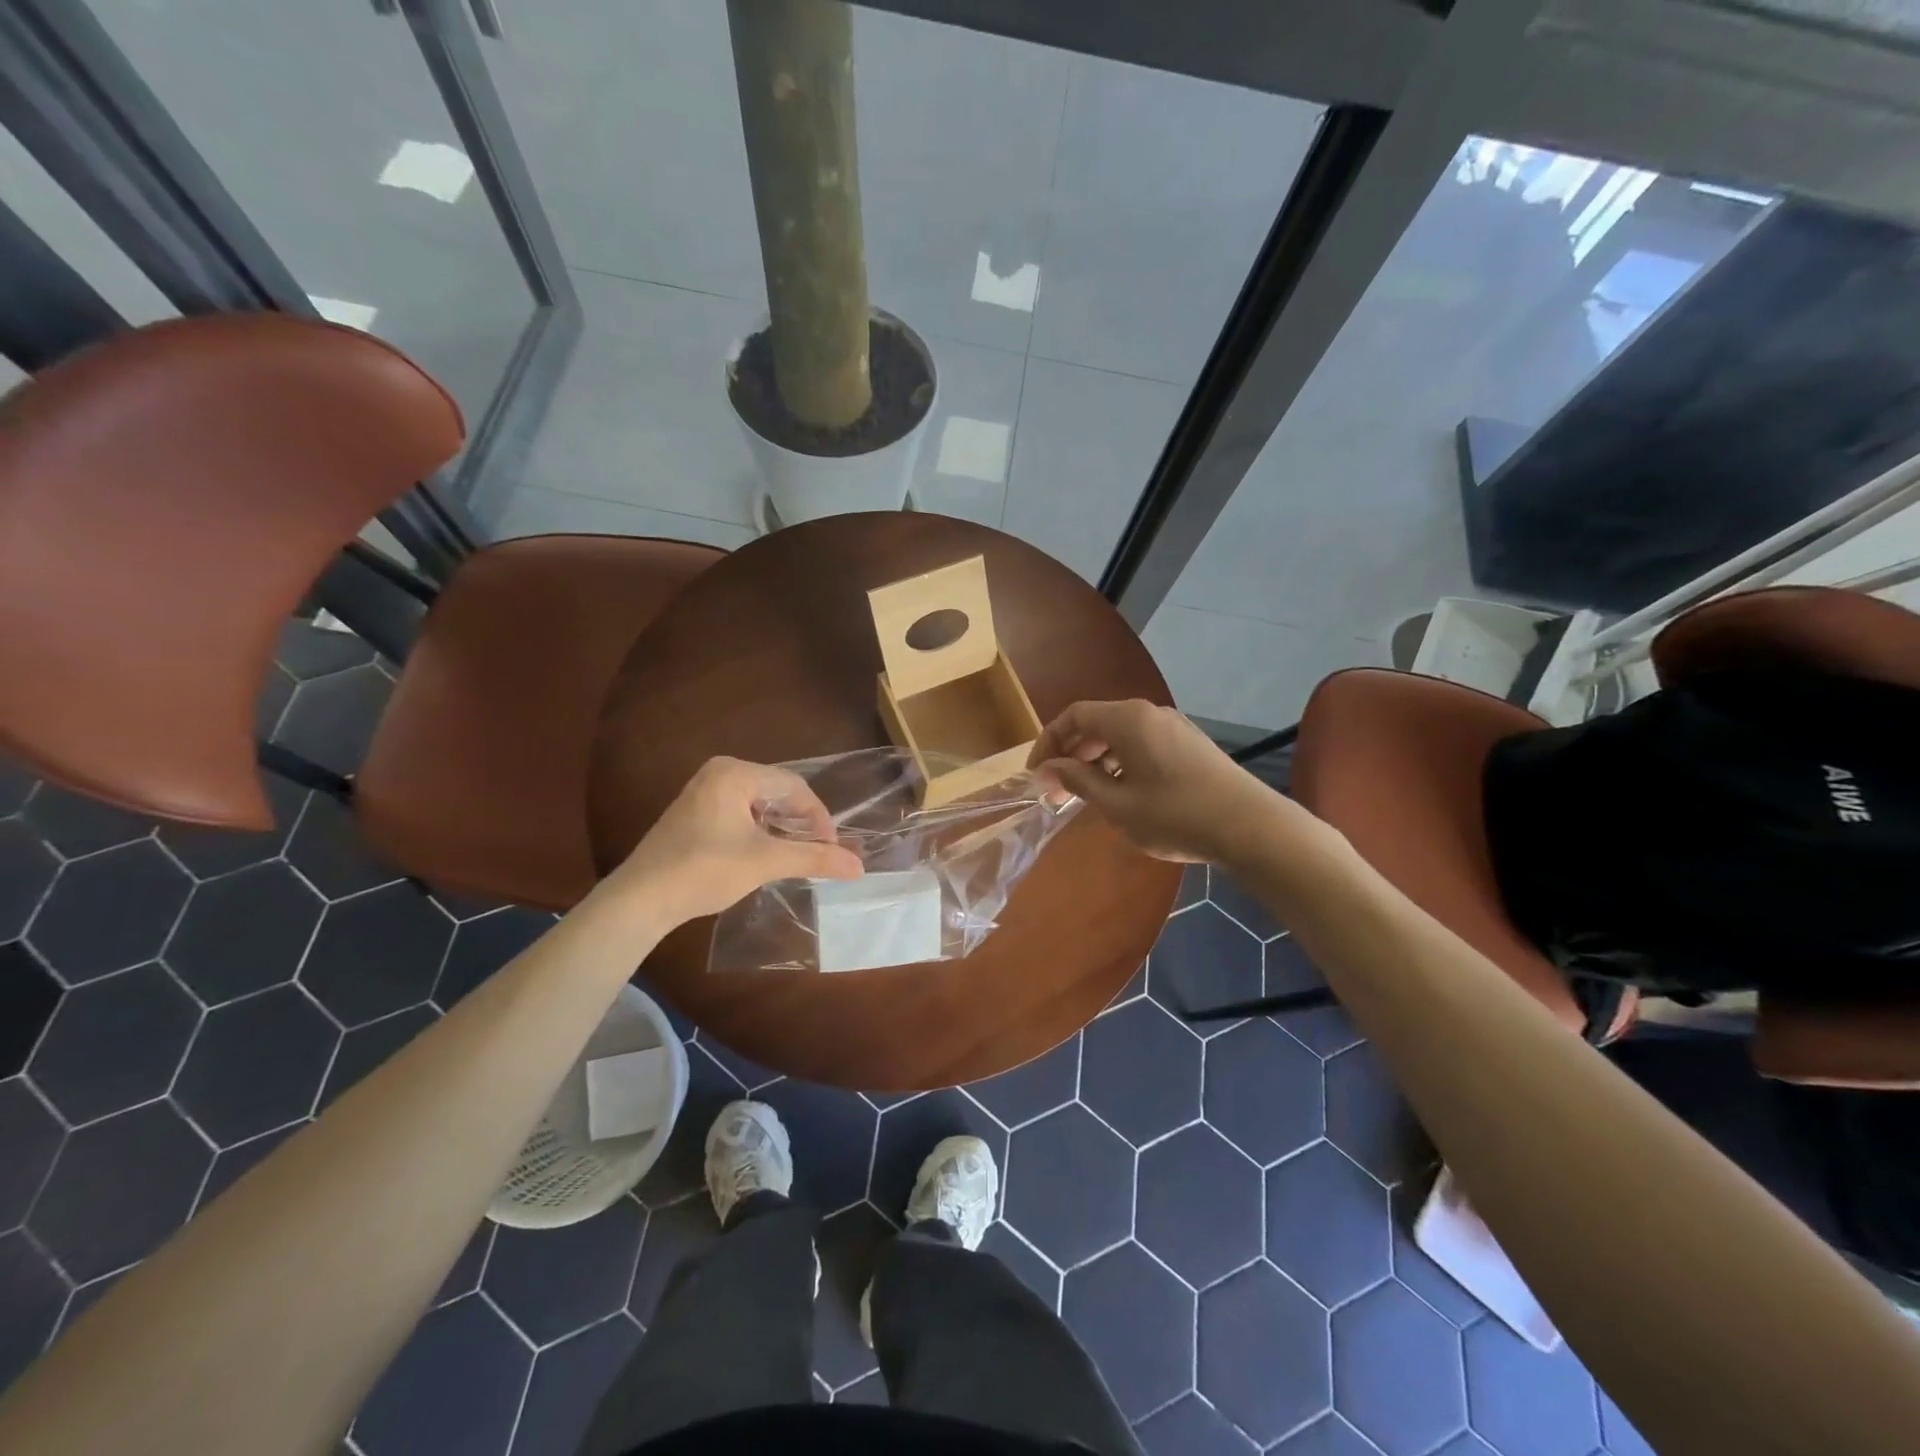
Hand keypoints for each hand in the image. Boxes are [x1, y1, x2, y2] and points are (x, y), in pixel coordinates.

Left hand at [613, 757, 862, 922]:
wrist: (640, 899)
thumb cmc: (705, 870)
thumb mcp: (765, 862)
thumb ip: (814, 858)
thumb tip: (860, 867)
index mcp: (735, 773)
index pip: (794, 786)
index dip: (818, 817)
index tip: (830, 849)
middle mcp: (719, 773)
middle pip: (777, 792)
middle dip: (799, 822)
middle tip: (814, 853)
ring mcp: (703, 792)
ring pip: (759, 804)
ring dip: (780, 829)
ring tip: (792, 857)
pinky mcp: (694, 813)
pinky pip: (740, 813)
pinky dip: (758, 832)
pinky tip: (762, 855)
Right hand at [1028, 700, 1284, 863]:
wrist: (1251, 826)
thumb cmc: (1176, 815)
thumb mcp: (1118, 804)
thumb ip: (1078, 781)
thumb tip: (1048, 768)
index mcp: (1128, 719)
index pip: (1073, 716)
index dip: (1048, 742)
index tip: (1037, 776)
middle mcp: (1149, 713)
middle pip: (1096, 722)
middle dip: (1070, 753)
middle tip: (1057, 791)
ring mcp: (1173, 726)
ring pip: (1119, 734)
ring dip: (1095, 760)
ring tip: (1086, 795)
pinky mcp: (1188, 743)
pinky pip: (1141, 743)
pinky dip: (1120, 761)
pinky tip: (1122, 792)